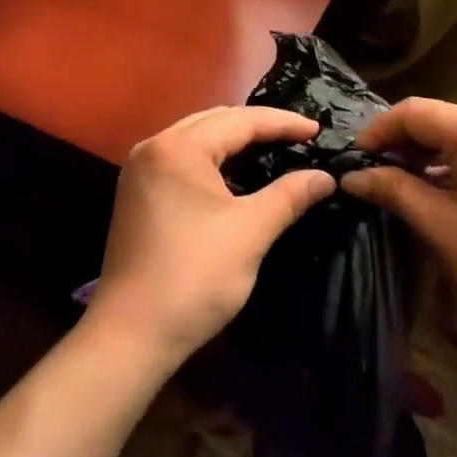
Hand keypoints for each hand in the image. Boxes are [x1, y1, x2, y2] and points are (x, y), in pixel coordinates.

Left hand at [86, 107, 335, 368]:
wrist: (130, 335)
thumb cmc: (194, 277)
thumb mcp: (250, 232)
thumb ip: (289, 195)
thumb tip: (325, 177)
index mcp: (179, 148)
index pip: (240, 120)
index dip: (283, 123)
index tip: (318, 131)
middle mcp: (154, 147)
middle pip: (215, 120)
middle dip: (258, 125)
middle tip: (298, 137)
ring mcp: (140, 169)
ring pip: (196, 137)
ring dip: (234, 140)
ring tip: (273, 148)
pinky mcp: (137, 193)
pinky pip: (182, 158)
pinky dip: (213, 158)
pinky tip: (235, 173)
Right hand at [342, 98, 456, 340]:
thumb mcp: (440, 226)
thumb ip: (394, 191)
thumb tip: (352, 177)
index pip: (416, 111)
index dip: (379, 130)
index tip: (354, 159)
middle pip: (438, 118)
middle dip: (399, 140)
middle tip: (370, 171)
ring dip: (423, 152)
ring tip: (395, 182)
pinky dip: (449, 164)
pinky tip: (434, 191)